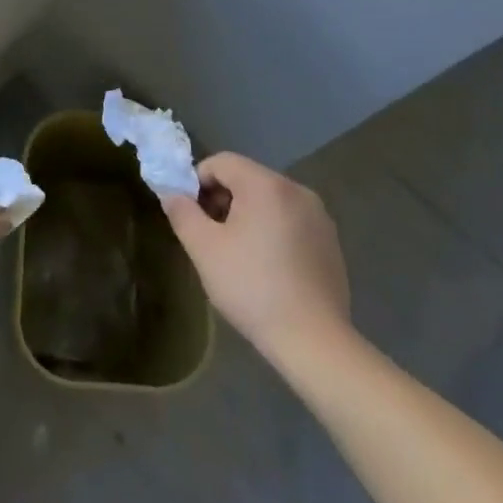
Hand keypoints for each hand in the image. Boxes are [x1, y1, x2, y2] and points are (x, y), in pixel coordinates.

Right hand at [162, 152, 351, 357]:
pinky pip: (290, 220)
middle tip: (210, 236)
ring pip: (269, 200)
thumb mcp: (204, 249)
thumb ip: (182, 212)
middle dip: (222, 199)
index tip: (191, 215)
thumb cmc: (252, 287)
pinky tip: (267, 267)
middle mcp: (296, 190)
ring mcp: (319, 215)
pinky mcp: (330, 241)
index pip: (221, 162)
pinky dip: (272, 230)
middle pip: (246, 178)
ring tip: (237, 254)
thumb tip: (172, 193)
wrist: (313, 340)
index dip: (198, 182)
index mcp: (266, 185)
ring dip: (246, 215)